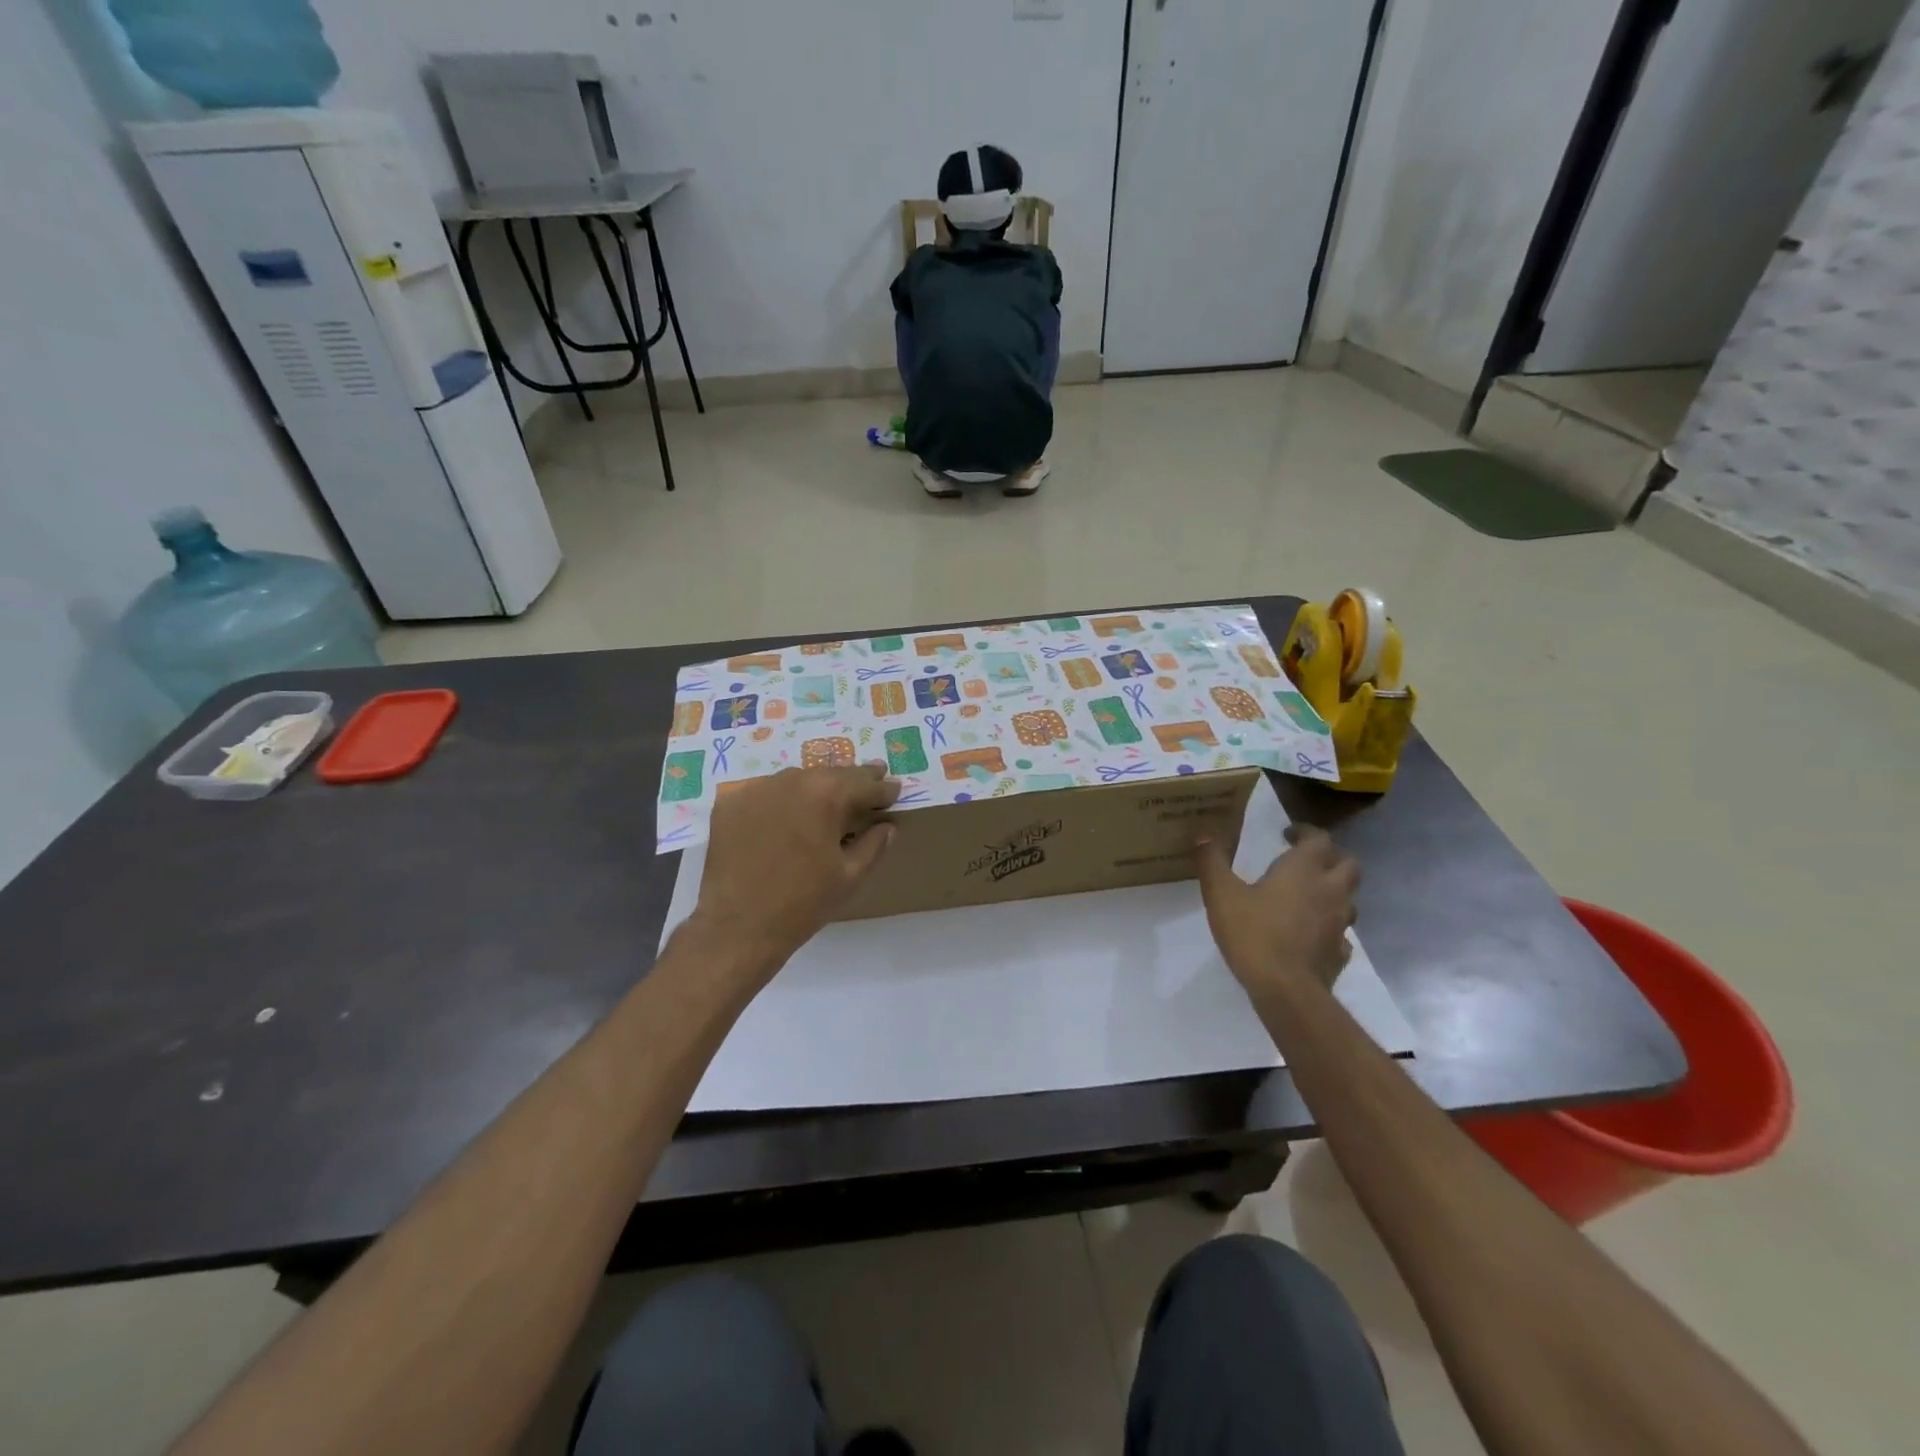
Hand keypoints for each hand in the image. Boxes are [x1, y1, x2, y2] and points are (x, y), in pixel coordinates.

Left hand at [690, 764, 899, 975]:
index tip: (895, 790)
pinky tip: (787, 816)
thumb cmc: (802, 904)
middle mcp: (791, 781)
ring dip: (816, 787)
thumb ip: (874, 844)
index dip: (883, 789)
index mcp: (826, 795)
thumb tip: (888, 826)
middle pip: (831, 774)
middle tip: (872, 778)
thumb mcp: (849, 876)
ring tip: (829, 799)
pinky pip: (766, 793)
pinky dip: (782, 800)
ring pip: (797, 779)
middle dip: (853, 780)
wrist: (738, 927)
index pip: (864, 784)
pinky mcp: (731, 803)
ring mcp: (757, 789)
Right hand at [1195, 824, 1358, 1001]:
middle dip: (1330, 858)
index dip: (1306, 832)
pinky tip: (1310, 934)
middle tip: (1305, 861)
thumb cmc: (1253, 934)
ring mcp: (1340, 924)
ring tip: (1307, 897)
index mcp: (1303, 870)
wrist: (1286, 990)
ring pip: (1348, 899)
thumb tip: (1203, 835)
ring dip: (1333, 892)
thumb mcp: (1221, 894)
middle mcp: (1329, 891)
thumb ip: (1212, 862)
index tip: (1288, 833)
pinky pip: (1341, 933)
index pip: (1320, 838)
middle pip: (1348, 864)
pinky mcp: (1340, 953)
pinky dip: (1329, 927)